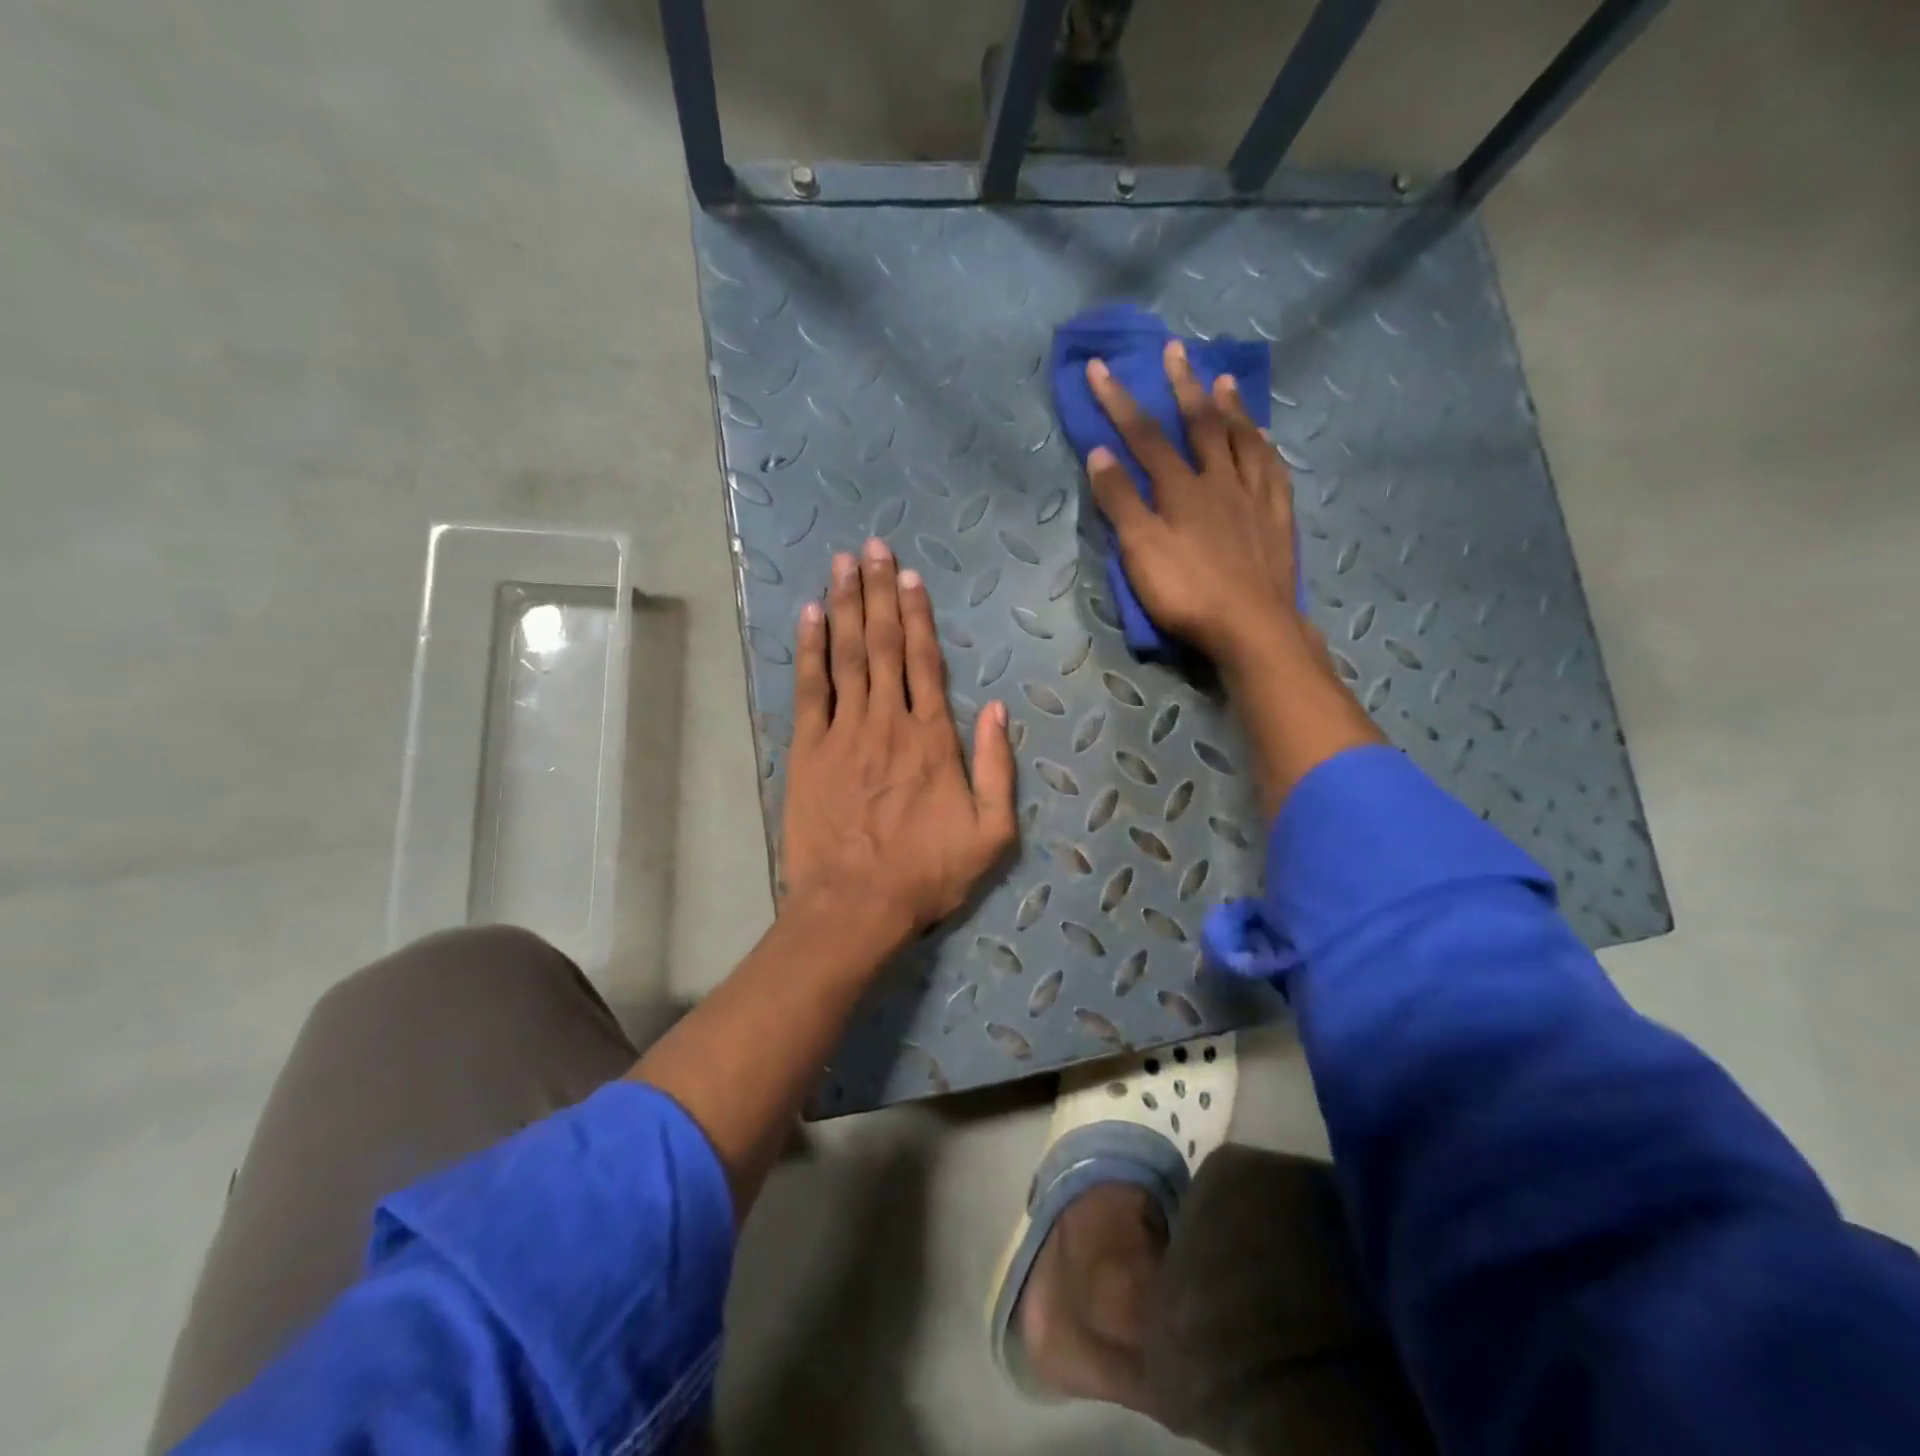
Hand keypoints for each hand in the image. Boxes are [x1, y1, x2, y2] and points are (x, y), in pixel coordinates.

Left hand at [780, 537, 1017, 948]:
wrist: (855, 905)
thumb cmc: (927, 873)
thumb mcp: (992, 833)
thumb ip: (997, 767)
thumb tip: (997, 708)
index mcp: (932, 737)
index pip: (924, 661)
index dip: (917, 614)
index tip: (909, 575)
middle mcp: (887, 721)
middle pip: (882, 644)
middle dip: (878, 592)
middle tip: (871, 547)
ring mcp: (842, 732)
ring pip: (846, 656)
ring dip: (845, 606)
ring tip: (842, 564)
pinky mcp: (807, 751)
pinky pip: (809, 690)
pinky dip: (809, 651)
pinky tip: (810, 616)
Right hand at [1088, 340, 1382, 813]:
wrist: (1252, 627)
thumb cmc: (1188, 593)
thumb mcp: (1141, 552)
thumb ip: (1120, 502)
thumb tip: (1100, 453)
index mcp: (1181, 489)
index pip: (1143, 437)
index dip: (1119, 402)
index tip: (1099, 368)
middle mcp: (1220, 481)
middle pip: (1200, 425)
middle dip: (1182, 386)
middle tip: (1175, 350)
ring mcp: (1255, 497)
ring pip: (1243, 440)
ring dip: (1229, 407)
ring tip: (1222, 380)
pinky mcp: (1278, 518)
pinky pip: (1273, 469)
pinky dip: (1264, 445)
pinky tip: (1263, 439)